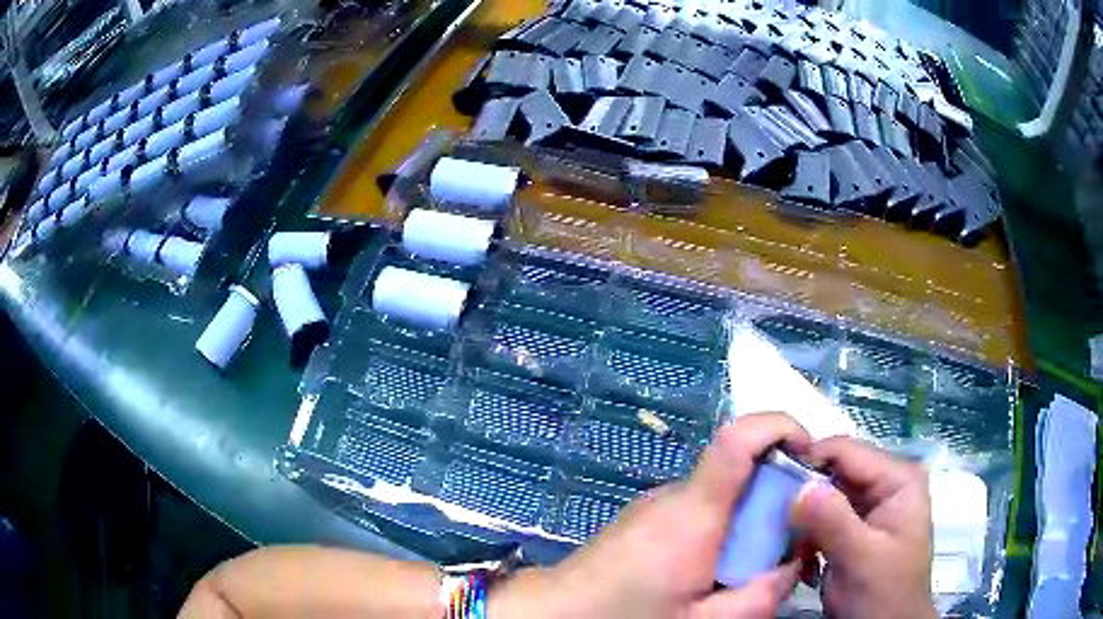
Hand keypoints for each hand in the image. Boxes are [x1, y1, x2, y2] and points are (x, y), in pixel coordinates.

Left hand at [492, 413, 811, 618]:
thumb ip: (760, 596)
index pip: (739, 438)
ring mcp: (656, 504)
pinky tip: (709, 573)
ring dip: (747, 522)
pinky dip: (720, 532)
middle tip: (786, 546)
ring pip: (722, 498)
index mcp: (695, 513)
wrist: (554, 612)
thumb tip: (794, 563)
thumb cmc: (626, 616)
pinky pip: (698, 513)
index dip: (780, 427)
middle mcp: (675, 496)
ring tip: (744, 571)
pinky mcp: (644, 518)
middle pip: (741, 472)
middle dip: (776, 499)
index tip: (809, 452)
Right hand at [790, 437, 935, 618]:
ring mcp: (869, 509)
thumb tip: (797, 485)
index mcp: (896, 479)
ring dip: (802, 525)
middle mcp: (884, 484)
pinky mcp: (853, 531)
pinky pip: (821, 521)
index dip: (808, 461)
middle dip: (802, 500)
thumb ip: (833, 520)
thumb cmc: (883, 594)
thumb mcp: (860, 559)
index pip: (846, 450)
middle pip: (832, 473)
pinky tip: (803, 563)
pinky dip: (806, 540)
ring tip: (794, 553)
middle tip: (778, 528)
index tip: (769, 486)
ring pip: (822, 499)